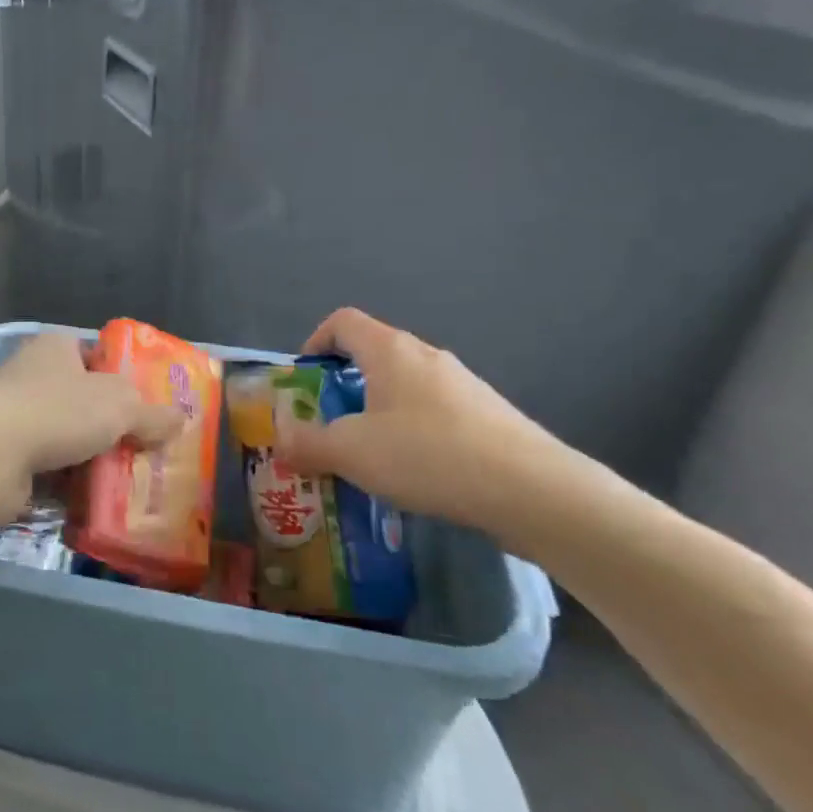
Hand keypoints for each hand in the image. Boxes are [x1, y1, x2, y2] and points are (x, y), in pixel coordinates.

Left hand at [0, 332, 184, 477]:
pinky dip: (66, 479)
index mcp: (55, 347)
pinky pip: (46, 463)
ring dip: (88, 455)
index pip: (96, 356)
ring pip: (65, 434)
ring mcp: (13, 413)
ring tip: (123, 478)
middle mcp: (31, 373)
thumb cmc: (58, 411)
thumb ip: (153, 413)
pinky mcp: (3, 451)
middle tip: (142, 447)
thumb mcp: (121, 406)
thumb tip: (180, 419)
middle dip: (110, 424)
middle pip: (82, 398)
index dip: (123, 378)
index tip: (146, 407)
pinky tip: (91, 497)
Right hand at [275, 308, 569, 532]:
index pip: (342, 321)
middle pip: (372, 355)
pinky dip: (411, 432)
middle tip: (327, 426)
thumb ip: (307, 443)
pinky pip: (433, 412)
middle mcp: (426, 356)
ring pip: (403, 386)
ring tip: (367, 457)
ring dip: (376, 412)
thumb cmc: (428, 455)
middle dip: (341, 386)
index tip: (304, 380)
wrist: (532, 489)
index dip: (315, 342)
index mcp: (389, 350)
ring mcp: (462, 384)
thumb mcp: (351, 453)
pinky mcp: (486, 415)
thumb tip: (280, 438)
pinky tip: (414, 473)